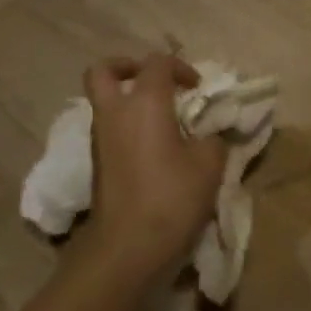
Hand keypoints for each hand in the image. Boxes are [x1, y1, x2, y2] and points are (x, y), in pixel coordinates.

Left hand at [82, 54, 224, 263]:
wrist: (128, 246)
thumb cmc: (172, 197)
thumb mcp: (210, 163)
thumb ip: (212, 138)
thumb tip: (208, 134)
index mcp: (145, 104)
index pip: (157, 63)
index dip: (181, 67)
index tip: (199, 89)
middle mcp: (115, 113)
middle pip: (104, 71)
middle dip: (128, 67)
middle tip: (155, 82)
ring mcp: (100, 139)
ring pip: (105, 101)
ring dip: (129, 100)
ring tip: (162, 119)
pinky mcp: (98, 163)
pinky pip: (109, 128)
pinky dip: (128, 126)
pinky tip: (155, 147)